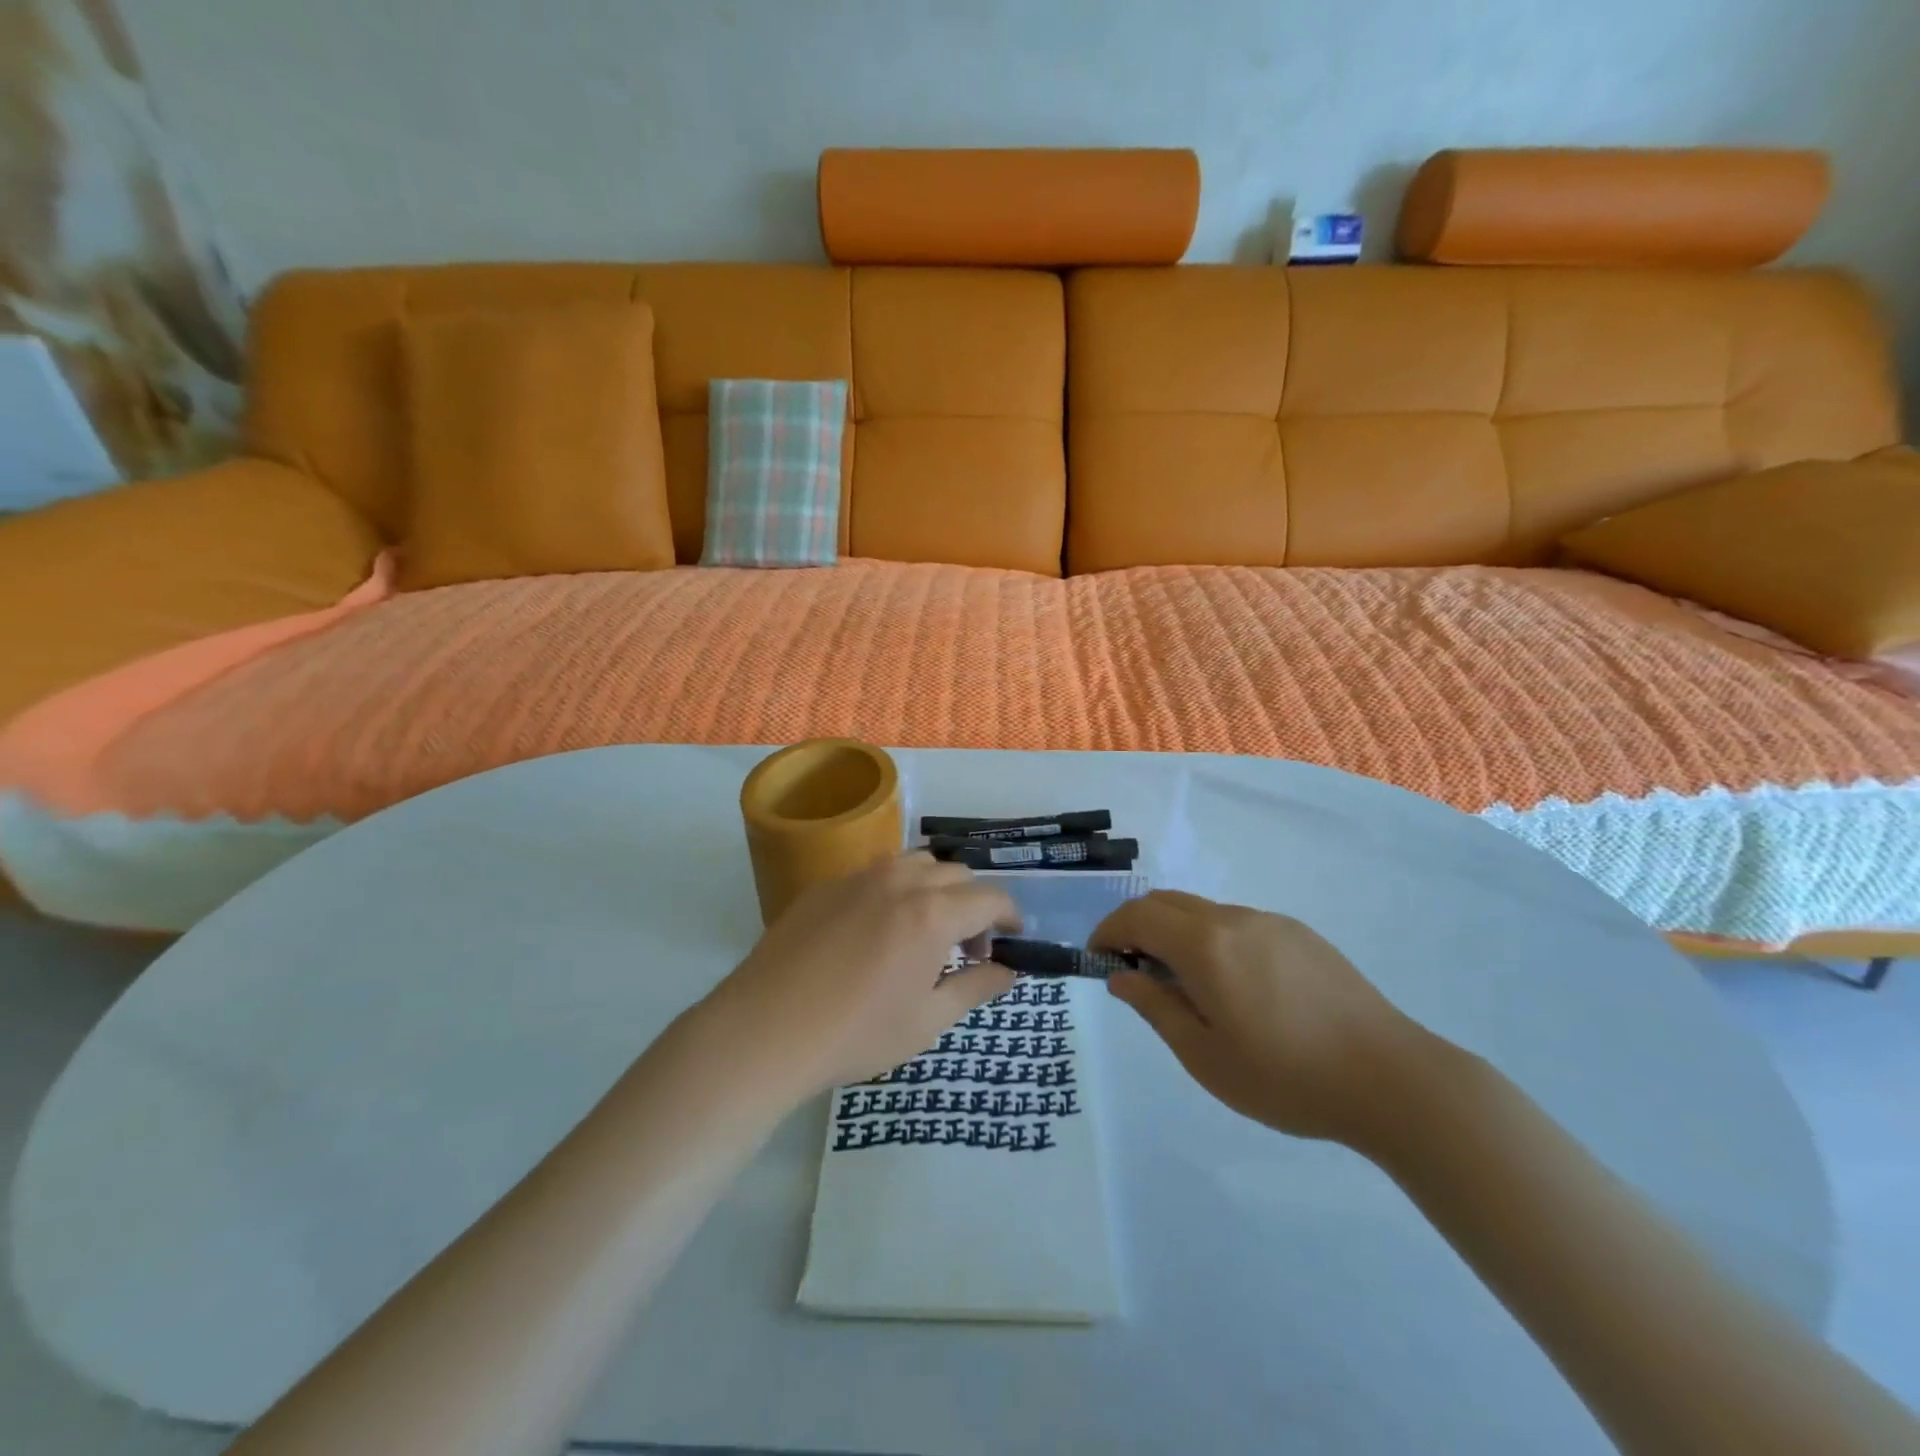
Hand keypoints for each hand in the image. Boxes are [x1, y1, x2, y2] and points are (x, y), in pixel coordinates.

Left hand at [704, 852, 1019, 1098]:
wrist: (765, 1030)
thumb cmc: (855, 1034)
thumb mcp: (927, 1022)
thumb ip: (975, 989)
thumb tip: (1009, 971)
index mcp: (932, 914)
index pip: (989, 899)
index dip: (1010, 916)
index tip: (1013, 937)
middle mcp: (900, 881)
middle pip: (955, 874)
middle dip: (974, 903)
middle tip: (967, 947)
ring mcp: (858, 877)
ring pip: (915, 862)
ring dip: (935, 887)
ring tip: (925, 928)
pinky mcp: (825, 885)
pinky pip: (875, 872)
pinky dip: (896, 889)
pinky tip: (877, 929)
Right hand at [1091, 890, 1428, 1145]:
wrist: (1391, 1079)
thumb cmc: (1286, 1077)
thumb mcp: (1204, 1055)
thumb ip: (1154, 1007)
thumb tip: (1121, 976)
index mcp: (1205, 945)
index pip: (1136, 917)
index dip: (1107, 932)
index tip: (1098, 961)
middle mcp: (1233, 918)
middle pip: (1166, 903)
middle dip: (1136, 927)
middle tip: (1133, 971)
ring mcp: (1271, 922)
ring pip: (1202, 910)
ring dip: (1175, 933)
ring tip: (1184, 985)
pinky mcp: (1301, 934)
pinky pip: (1237, 923)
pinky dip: (1211, 938)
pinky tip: (1234, 986)